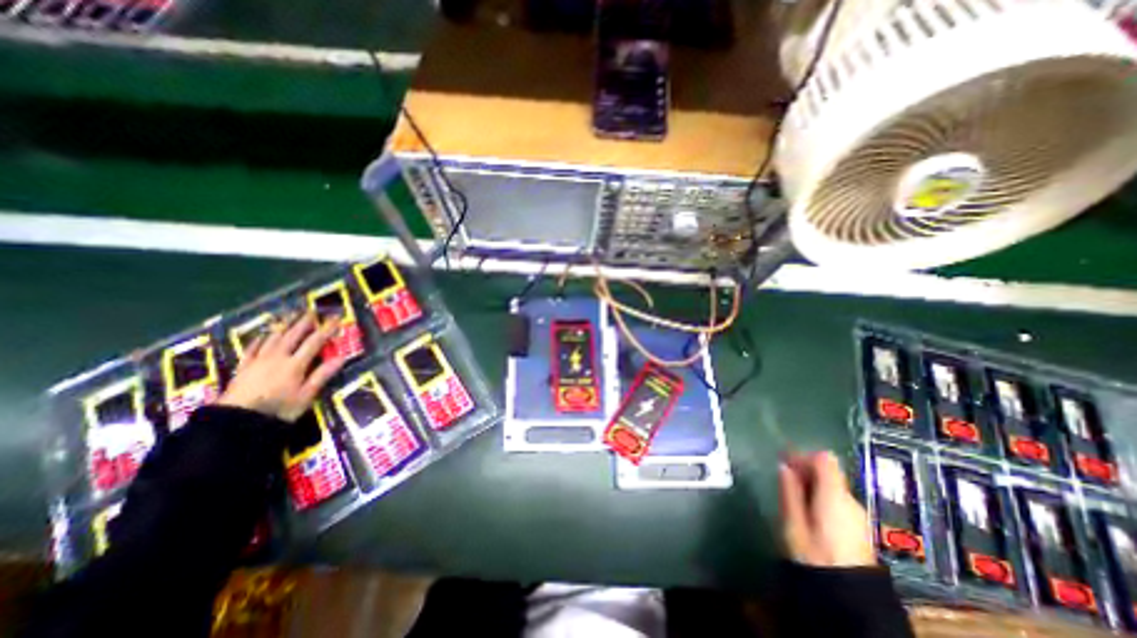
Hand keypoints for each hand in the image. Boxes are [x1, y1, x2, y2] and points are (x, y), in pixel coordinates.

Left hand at [218, 311, 347, 419]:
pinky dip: (259, 339)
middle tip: (312, 310)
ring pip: (273, 337)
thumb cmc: (278, 409)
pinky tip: (263, 334)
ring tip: (290, 315)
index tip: (335, 318)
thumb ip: (322, 375)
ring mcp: (258, 361)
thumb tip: (341, 358)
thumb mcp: (306, 396)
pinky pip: (252, 348)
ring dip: (283, 325)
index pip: (314, 342)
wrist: (235, 422)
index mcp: (295, 364)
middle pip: (292, 335)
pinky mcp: (244, 367)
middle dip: (304, 321)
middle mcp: (277, 357)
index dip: (326, 329)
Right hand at [779, 450, 872, 568]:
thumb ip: (790, 490)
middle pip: (829, 471)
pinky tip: (809, 511)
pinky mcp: (860, 527)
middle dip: (806, 470)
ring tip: (794, 496)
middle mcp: (851, 500)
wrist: (848, 596)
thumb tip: (783, 466)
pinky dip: (822, 497)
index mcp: (834, 495)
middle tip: (785, 479)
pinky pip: (838, 500)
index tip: (785, 463)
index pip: (824, 459)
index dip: (803, 456)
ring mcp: (859, 514)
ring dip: (813, 484)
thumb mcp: (792, 520)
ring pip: (833, 486)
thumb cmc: (813, 554)